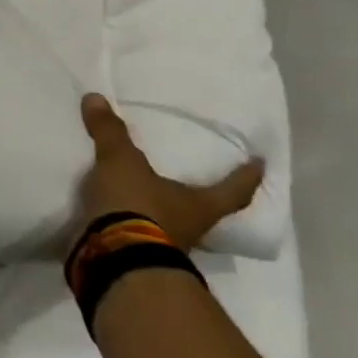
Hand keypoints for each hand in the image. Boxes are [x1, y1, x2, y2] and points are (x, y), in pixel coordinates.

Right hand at [75, 93, 263, 251]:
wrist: (112, 260)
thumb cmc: (137, 207)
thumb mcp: (121, 162)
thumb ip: (110, 132)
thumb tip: (96, 98)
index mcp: (199, 206)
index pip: (233, 191)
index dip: (247, 177)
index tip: (261, 165)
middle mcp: (190, 230)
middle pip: (204, 212)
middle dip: (200, 199)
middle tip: (196, 181)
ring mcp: (164, 249)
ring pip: (171, 226)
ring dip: (162, 213)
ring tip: (147, 193)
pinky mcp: (135, 259)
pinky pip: (138, 235)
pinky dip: (131, 225)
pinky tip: (116, 213)